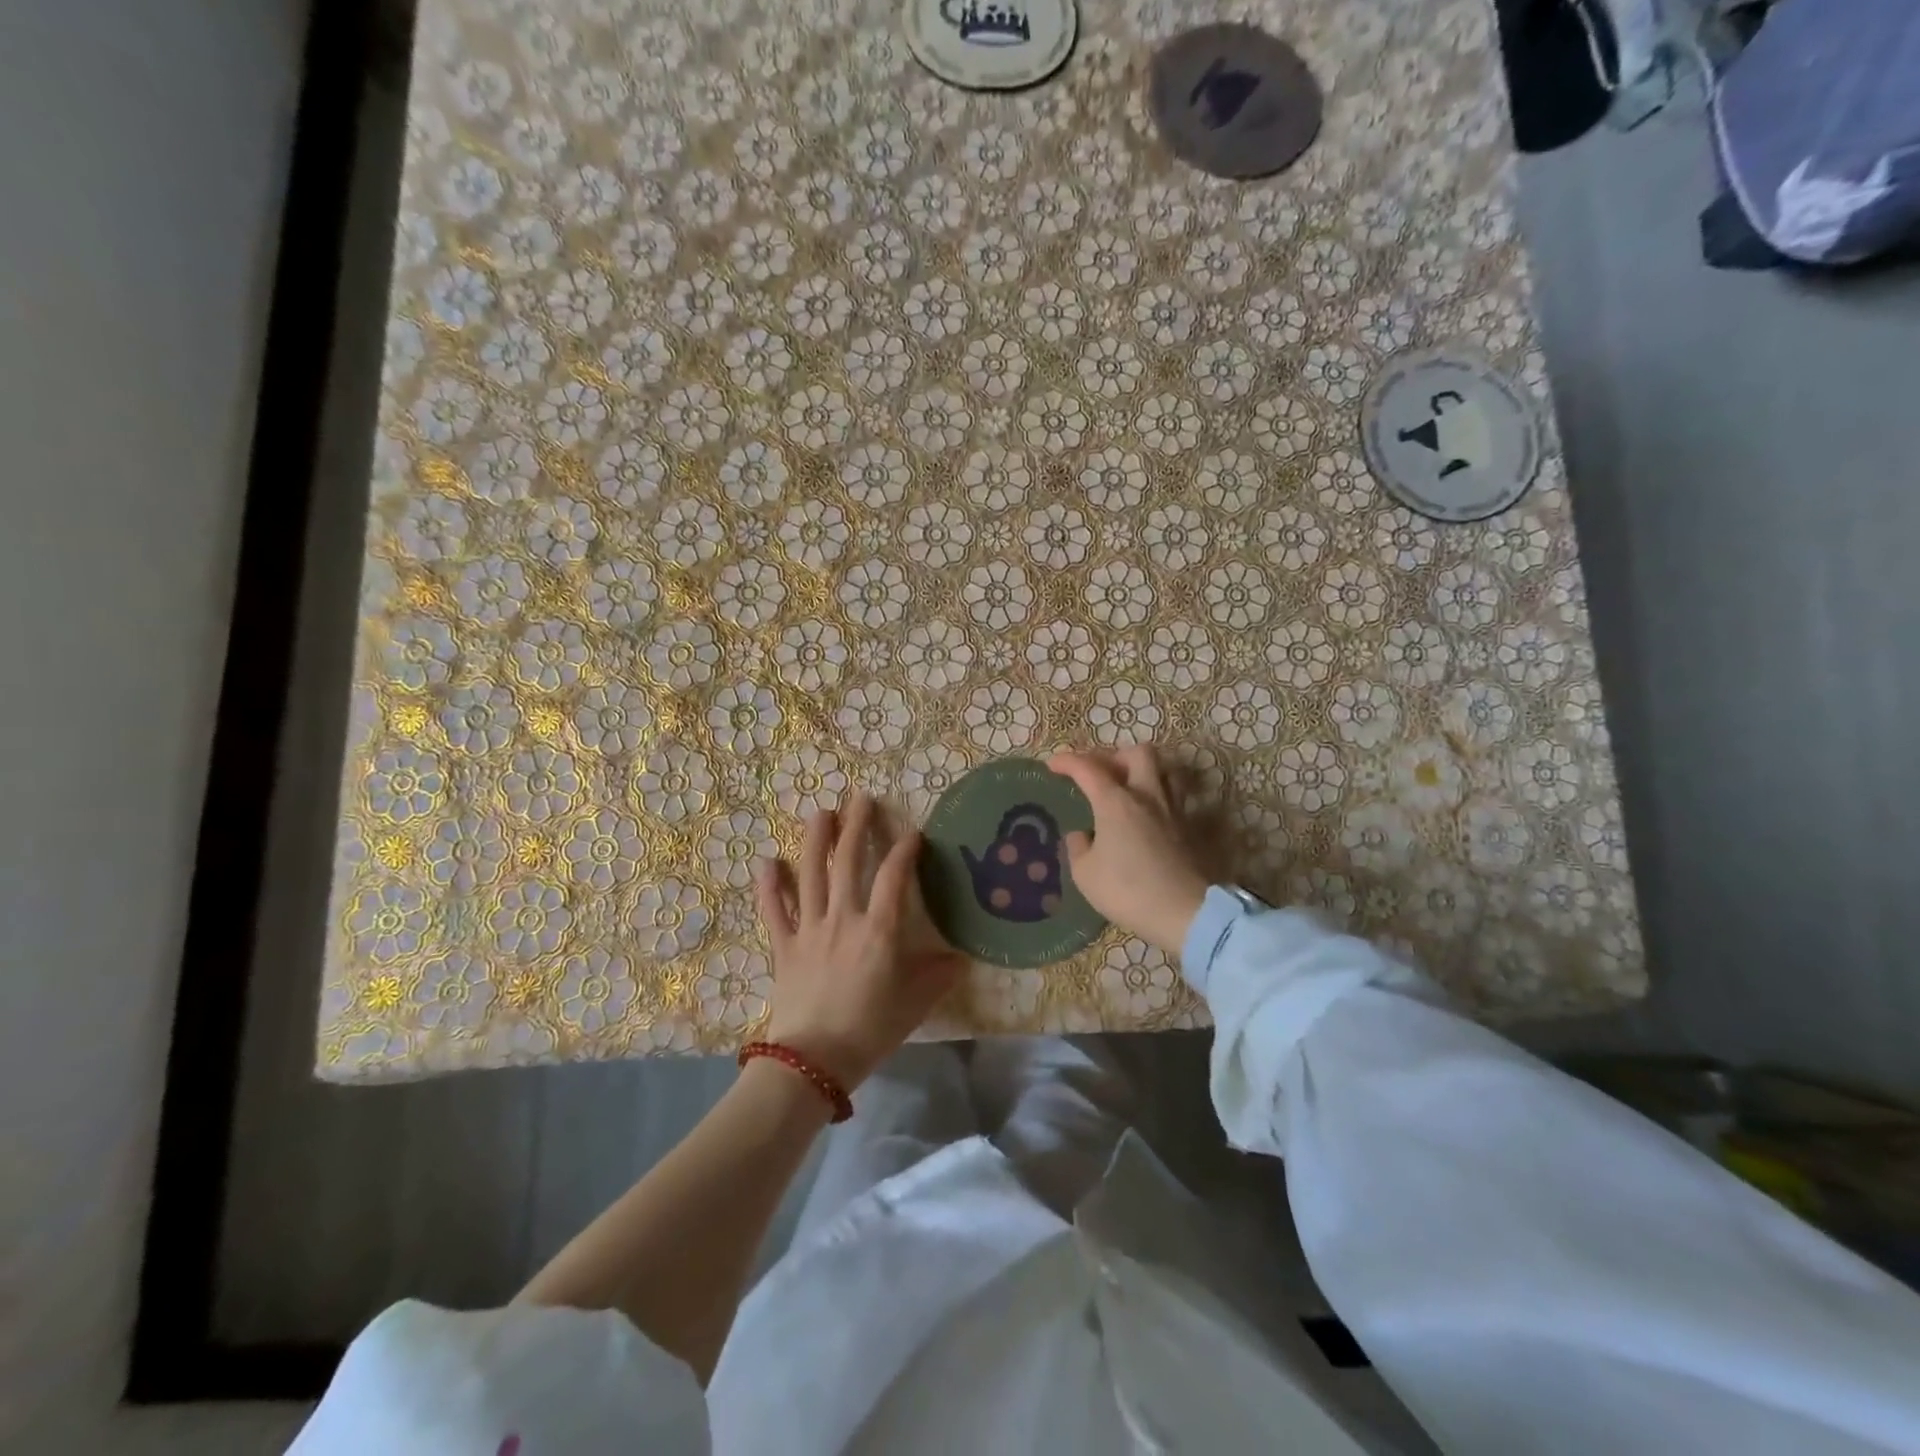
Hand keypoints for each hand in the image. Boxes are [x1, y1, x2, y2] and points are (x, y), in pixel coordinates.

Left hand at [756, 793, 966, 1091]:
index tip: (912, 832)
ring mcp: (809, 929)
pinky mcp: (783, 946)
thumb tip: (960, 958)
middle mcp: (843, 918)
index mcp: (879, 930)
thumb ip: (938, 976)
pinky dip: (769, 885)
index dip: (904, 850)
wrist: (813, 1062)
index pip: (894, 877)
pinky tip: (766, 861)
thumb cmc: (870, 1030)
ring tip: (821, 812)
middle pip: (848, 862)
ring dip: (815, 840)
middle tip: (860, 798)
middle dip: (856, 826)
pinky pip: (774, 910)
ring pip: (810, 874)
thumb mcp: (915, 1004)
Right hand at [1047, 746, 1209, 956]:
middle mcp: (1147, 795)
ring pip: (1163, 769)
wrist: (1185, 912)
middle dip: (1114, 756)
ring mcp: (1173, 809)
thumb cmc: (1128, 891)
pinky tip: (1147, 814)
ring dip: (1143, 770)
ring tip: (1127, 786)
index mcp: (1116, 802)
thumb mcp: (1085, 874)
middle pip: (1137, 753)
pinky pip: (1174, 795)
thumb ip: (1077, 848)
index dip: (1067, 762)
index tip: (1053, 765)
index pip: (1088, 768)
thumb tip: (1081, 835)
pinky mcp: (1189, 827)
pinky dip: (1157, 794)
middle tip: (1099, 773)